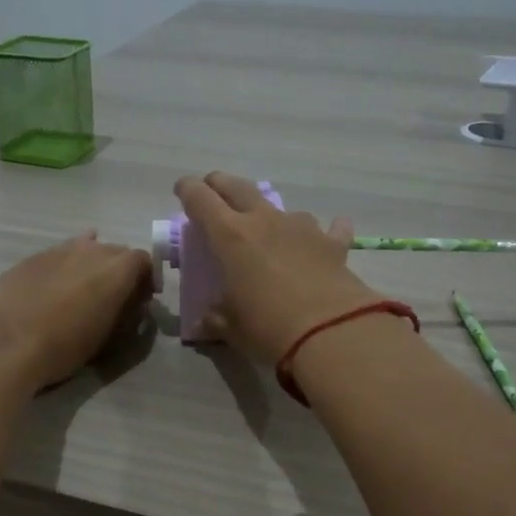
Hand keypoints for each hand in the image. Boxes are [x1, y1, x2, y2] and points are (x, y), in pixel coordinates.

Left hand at [0, 232, 153, 391]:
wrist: (4, 343)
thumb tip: (132, 304)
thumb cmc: (63, 347)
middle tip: (114, 297)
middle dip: (120, 271)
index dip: (146, 279)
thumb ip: (124, 314)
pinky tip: (56, 283)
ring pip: (85, 249)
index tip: (142, 299)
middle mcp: (92, 250)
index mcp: (117, 269)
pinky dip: (64, 267)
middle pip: (116, 251)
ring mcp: (59, 249)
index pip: (144, 261)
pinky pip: (59, 255)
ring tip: (82, 291)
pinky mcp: (32, 257)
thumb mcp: (106, 337)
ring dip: (91, 266)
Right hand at [173, 172, 382, 362]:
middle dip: (221, 184)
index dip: (188, 190)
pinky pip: (330, 228)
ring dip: (269, 213)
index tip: (182, 189)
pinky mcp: (332, 243)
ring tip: (268, 227)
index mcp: (231, 236)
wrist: (330, 332)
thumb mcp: (232, 328)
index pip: (200, 199)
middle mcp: (264, 221)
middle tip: (213, 189)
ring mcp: (301, 227)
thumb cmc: (268, 327)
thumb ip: (215, 319)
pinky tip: (333, 230)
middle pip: (238, 187)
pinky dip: (327, 229)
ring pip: (280, 207)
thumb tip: (203, 324)